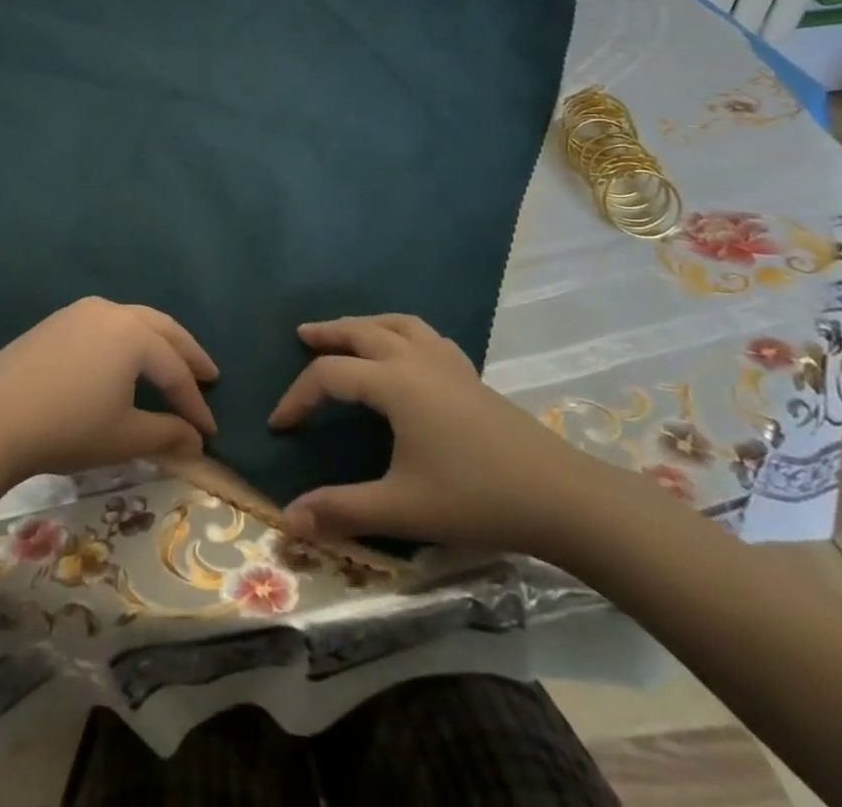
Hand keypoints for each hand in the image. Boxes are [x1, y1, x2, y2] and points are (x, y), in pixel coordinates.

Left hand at [0, 298, 217, 487]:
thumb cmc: (68, 428)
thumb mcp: (124, 438)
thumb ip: (167, 435)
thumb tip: (197, 441)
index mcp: (133, 335)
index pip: (175, 371)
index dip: (195, 403)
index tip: (211, 431)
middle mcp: (111, 312)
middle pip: (161, 329)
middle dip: (187, 353)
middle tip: (209, 374)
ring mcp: (79, 312)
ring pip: (133, 320)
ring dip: (158, 341)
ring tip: (172, 364)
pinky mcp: (56, 321)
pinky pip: (105, 324)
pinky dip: (127, 339)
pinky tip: (125, 358)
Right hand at [268, 314, 610, 557]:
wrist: (563, 498)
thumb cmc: (476, 498)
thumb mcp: (402, 508)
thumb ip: (343, 510)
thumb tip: (288, 519)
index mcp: (393, 383)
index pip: (329, 376)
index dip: (298, 397)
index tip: (279, 425)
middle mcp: (416, 361)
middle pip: (361, 332)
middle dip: (328, 333)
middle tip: (302, 334)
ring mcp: (448, 363)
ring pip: (398, 324)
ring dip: (366, 324)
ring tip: (349, 332)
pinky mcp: (472, 375)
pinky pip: (429, 337)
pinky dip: (405, 333)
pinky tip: (408, 351)